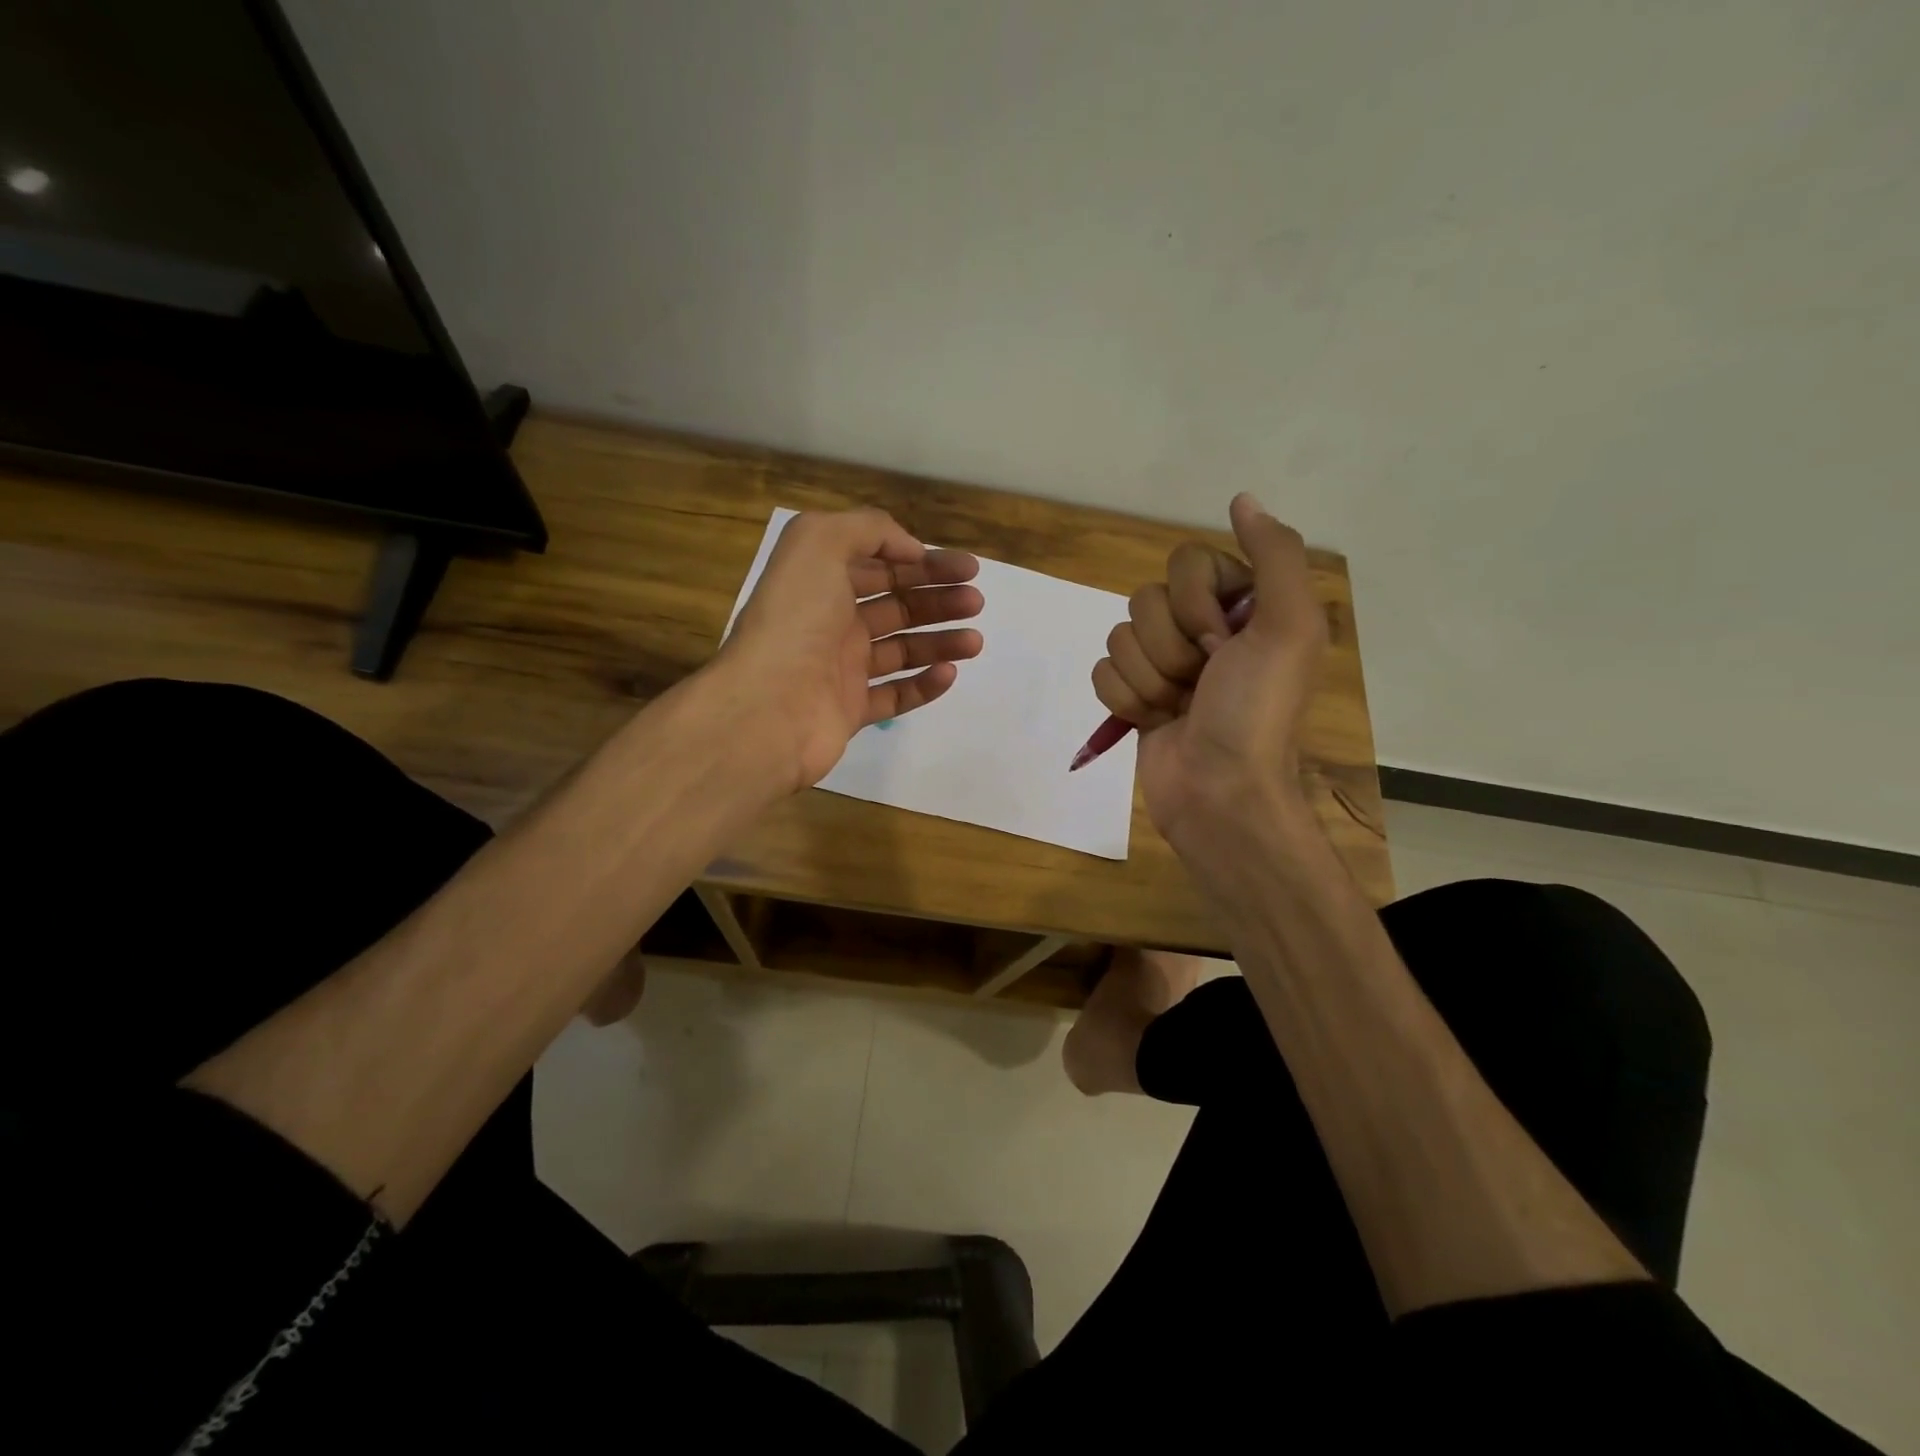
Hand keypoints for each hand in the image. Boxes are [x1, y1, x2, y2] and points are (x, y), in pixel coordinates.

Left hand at [721, 508, 983, 790]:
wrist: (768, 707)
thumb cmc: (795, 620)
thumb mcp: (820, 543)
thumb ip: (868, 530)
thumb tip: (910, 550)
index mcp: (822, 582)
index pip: (881, 565)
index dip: (925, 562)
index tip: (967, 569)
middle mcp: (831, 622)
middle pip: (896, 605)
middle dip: (938, 599)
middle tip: (975, 602)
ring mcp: (841, 669)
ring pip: (901, 650)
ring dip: (940, 641)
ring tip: (975, 641)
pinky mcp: (850, 711)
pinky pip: (895, 695)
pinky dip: (924, 685)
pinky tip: (949, 673)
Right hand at [1091, 494, 1325, 847]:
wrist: (1219, 791)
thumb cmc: (1255, 711)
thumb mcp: (1288, 628)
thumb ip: (1275, 556)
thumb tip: (1242, 499)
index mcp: (1240, 606)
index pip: (1185, 564)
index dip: (1194, 603)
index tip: (1222, 644)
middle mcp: (1200, 628)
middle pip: (1144, 601)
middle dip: (1169, 649)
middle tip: (1201, 682)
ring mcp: (1164, 664)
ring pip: (1119, 637)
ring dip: (1148, 679)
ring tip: (1177, 709)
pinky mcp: (1134, 696)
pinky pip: (1102, 672)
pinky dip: (1124, 700)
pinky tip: (1152, 721)